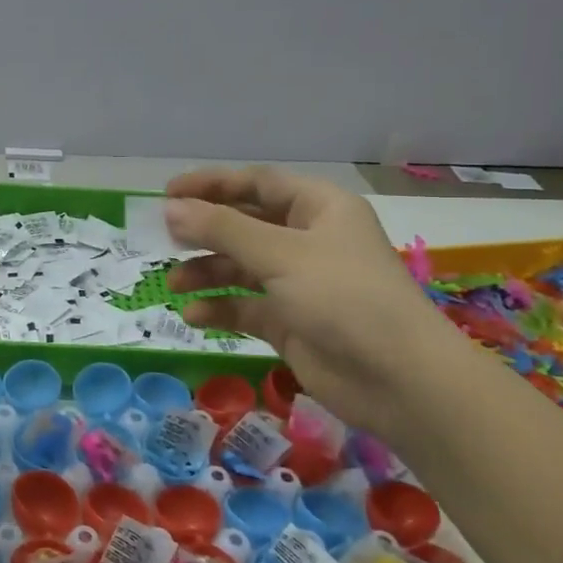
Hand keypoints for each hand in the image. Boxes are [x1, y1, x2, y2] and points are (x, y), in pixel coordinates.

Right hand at [163, 167, 458, 428]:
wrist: (399, 380)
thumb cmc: (343, 297)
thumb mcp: (279, 255)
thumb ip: (221, 229)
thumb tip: (169, 208)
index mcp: (318, 208)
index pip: (257, 183)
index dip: (211, 184)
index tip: (167, 194)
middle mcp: (308, 239)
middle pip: (245, 224)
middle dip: (205, 232)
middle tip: (164, 239)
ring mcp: (299, 283)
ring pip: (241, 266)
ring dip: (207, 272)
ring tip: (174, 284)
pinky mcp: (291, 321)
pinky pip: (246, 306)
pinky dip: (220, 308)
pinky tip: (195, 316)